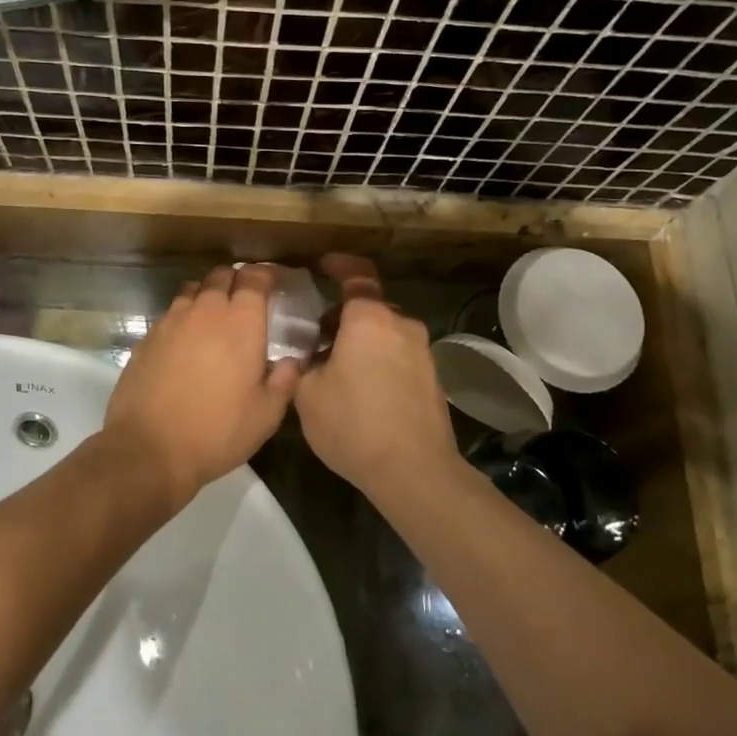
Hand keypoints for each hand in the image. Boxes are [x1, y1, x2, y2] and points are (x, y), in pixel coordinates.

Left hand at [103, 265, 299, 509]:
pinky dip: (183, 318)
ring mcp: (171, 322)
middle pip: (221, 276)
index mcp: (241, 323)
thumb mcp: (266, 415)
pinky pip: (170, 314)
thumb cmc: (217, 432)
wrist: (149, 449)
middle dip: (236, 280)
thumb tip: (292, 361)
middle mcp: (205, 311)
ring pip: (193, 291)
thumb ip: (285, 381)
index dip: (265, 275)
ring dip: (207, 296)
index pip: (254, 278)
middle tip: (245, 299)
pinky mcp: (146, 338)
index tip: (272, 282)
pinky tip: (186, 342)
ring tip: (214, 317)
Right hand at [293, 255, 464, 504]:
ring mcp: (422, 352)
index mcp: (369, 319)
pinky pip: (399, 355)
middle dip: (342, 317)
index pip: (356, 275)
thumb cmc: (353, 424)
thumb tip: (310, 354)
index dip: (339, 265)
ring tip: (335, 371)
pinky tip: (362, 392)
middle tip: (316, 340)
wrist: (414, 470)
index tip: (322, 266)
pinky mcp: (432, 378)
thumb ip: (304, 363)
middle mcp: (401, 325)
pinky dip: (379, 360)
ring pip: (385, 333)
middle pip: (369, 308)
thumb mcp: (307, 394)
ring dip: (361, 342)